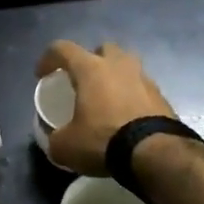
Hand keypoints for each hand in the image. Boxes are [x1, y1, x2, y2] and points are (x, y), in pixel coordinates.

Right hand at [35, 41, 178, 176]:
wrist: (155, 153)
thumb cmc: (104, 140)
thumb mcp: (66, 147)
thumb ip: (55, 138)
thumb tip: (56, 139)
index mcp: (91, 69)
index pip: (63, 49)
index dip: (48, 58)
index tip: (42, 75)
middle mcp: (119, 65)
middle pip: (103, 49)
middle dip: (91, 60)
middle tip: (83, 81)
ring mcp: (144, 78)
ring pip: (127, 65)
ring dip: (115, 76)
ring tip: (107, 98)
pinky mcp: (162, 96)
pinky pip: (141, 88)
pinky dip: (132, 96)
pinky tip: (126, 116)